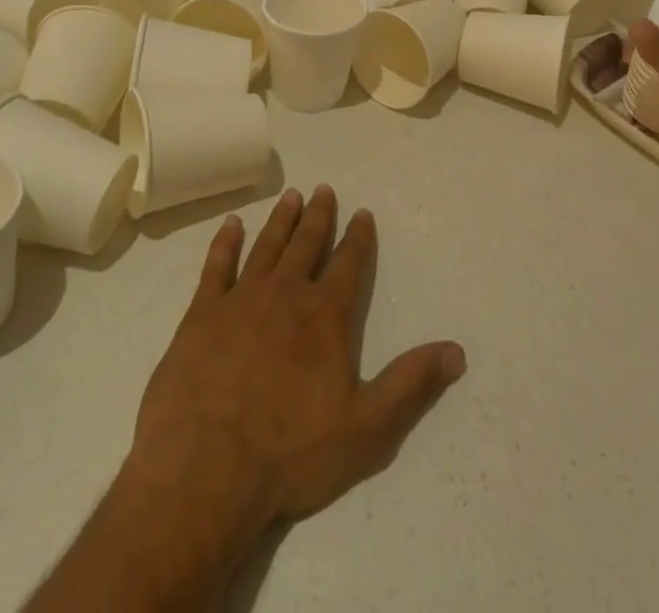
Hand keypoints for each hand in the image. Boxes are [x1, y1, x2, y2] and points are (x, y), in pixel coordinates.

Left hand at [129, 185, 466, 529]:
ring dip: (281, 220)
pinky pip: (216, 266)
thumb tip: (457, 351)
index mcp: (325, 315)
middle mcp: (286, 294)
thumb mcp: (366, 428)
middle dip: (319, 216)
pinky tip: (231, 224)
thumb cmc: (290, 452)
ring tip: (290, 196)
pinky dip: (225, 242)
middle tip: (323, 188)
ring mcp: (240, 300)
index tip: (362, 212)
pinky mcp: (201, 314)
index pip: (349, 263)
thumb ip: (411, 384)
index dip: (358, 237)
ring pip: (266, 246)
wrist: (205, 469)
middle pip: (306, 243)